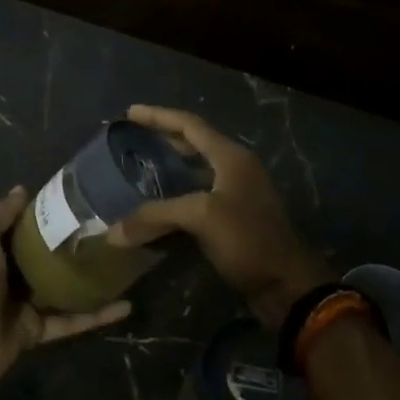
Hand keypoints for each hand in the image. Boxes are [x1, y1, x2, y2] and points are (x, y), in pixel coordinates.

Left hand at [0, 186, 131, 390]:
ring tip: (123, 264)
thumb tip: (22, 189)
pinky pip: (72, 321)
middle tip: (109, 230)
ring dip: (90, 279)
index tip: (80, 201)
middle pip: (47, 256)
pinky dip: (97, 316)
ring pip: (64, 288)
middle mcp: (10, 273)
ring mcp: (25, 303)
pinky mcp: (39, 330)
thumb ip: (1, 212)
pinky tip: (126, 306)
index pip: (25, 227)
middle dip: (74, 245)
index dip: (48, 214)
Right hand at [106, 105, 331, 327]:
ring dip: (169, 168)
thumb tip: (112, 233)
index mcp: (231, 157)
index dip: (158, 116)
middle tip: (132, 138)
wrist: (286, 286)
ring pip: (195, 172)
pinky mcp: (234, 219)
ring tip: (140, 168)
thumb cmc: (248, 239)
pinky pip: (197, 198)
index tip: (129, 113)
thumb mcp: (201, 217)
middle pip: (194, 144)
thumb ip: (156, 216)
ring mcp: (237, 194)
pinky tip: (157, 207)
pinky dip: (175, 197)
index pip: (190, 125)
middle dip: (163, 138)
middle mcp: (235, 169)